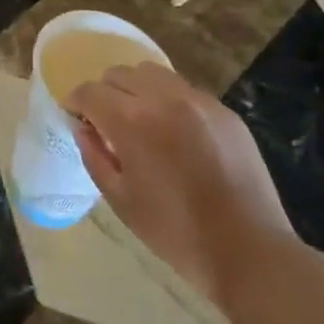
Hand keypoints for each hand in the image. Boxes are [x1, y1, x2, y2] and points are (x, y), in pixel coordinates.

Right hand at [71, 65, 294, 303]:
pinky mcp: (224, 111)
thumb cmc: (176, 232)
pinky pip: (185, 90)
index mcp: (132, 121)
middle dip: (105, 93)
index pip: (90, 92)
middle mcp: (163, 98)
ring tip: (141, 120)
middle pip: (119, 74)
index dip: (75, 102)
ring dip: (136, 89)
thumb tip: (83, 129)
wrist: (248, 250)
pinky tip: (176, 133)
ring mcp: (198, 100)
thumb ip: (95, 157)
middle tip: (107, 123)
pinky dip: (169, 101)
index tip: (75, 117)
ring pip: (153, 73)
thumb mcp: (121, 200)